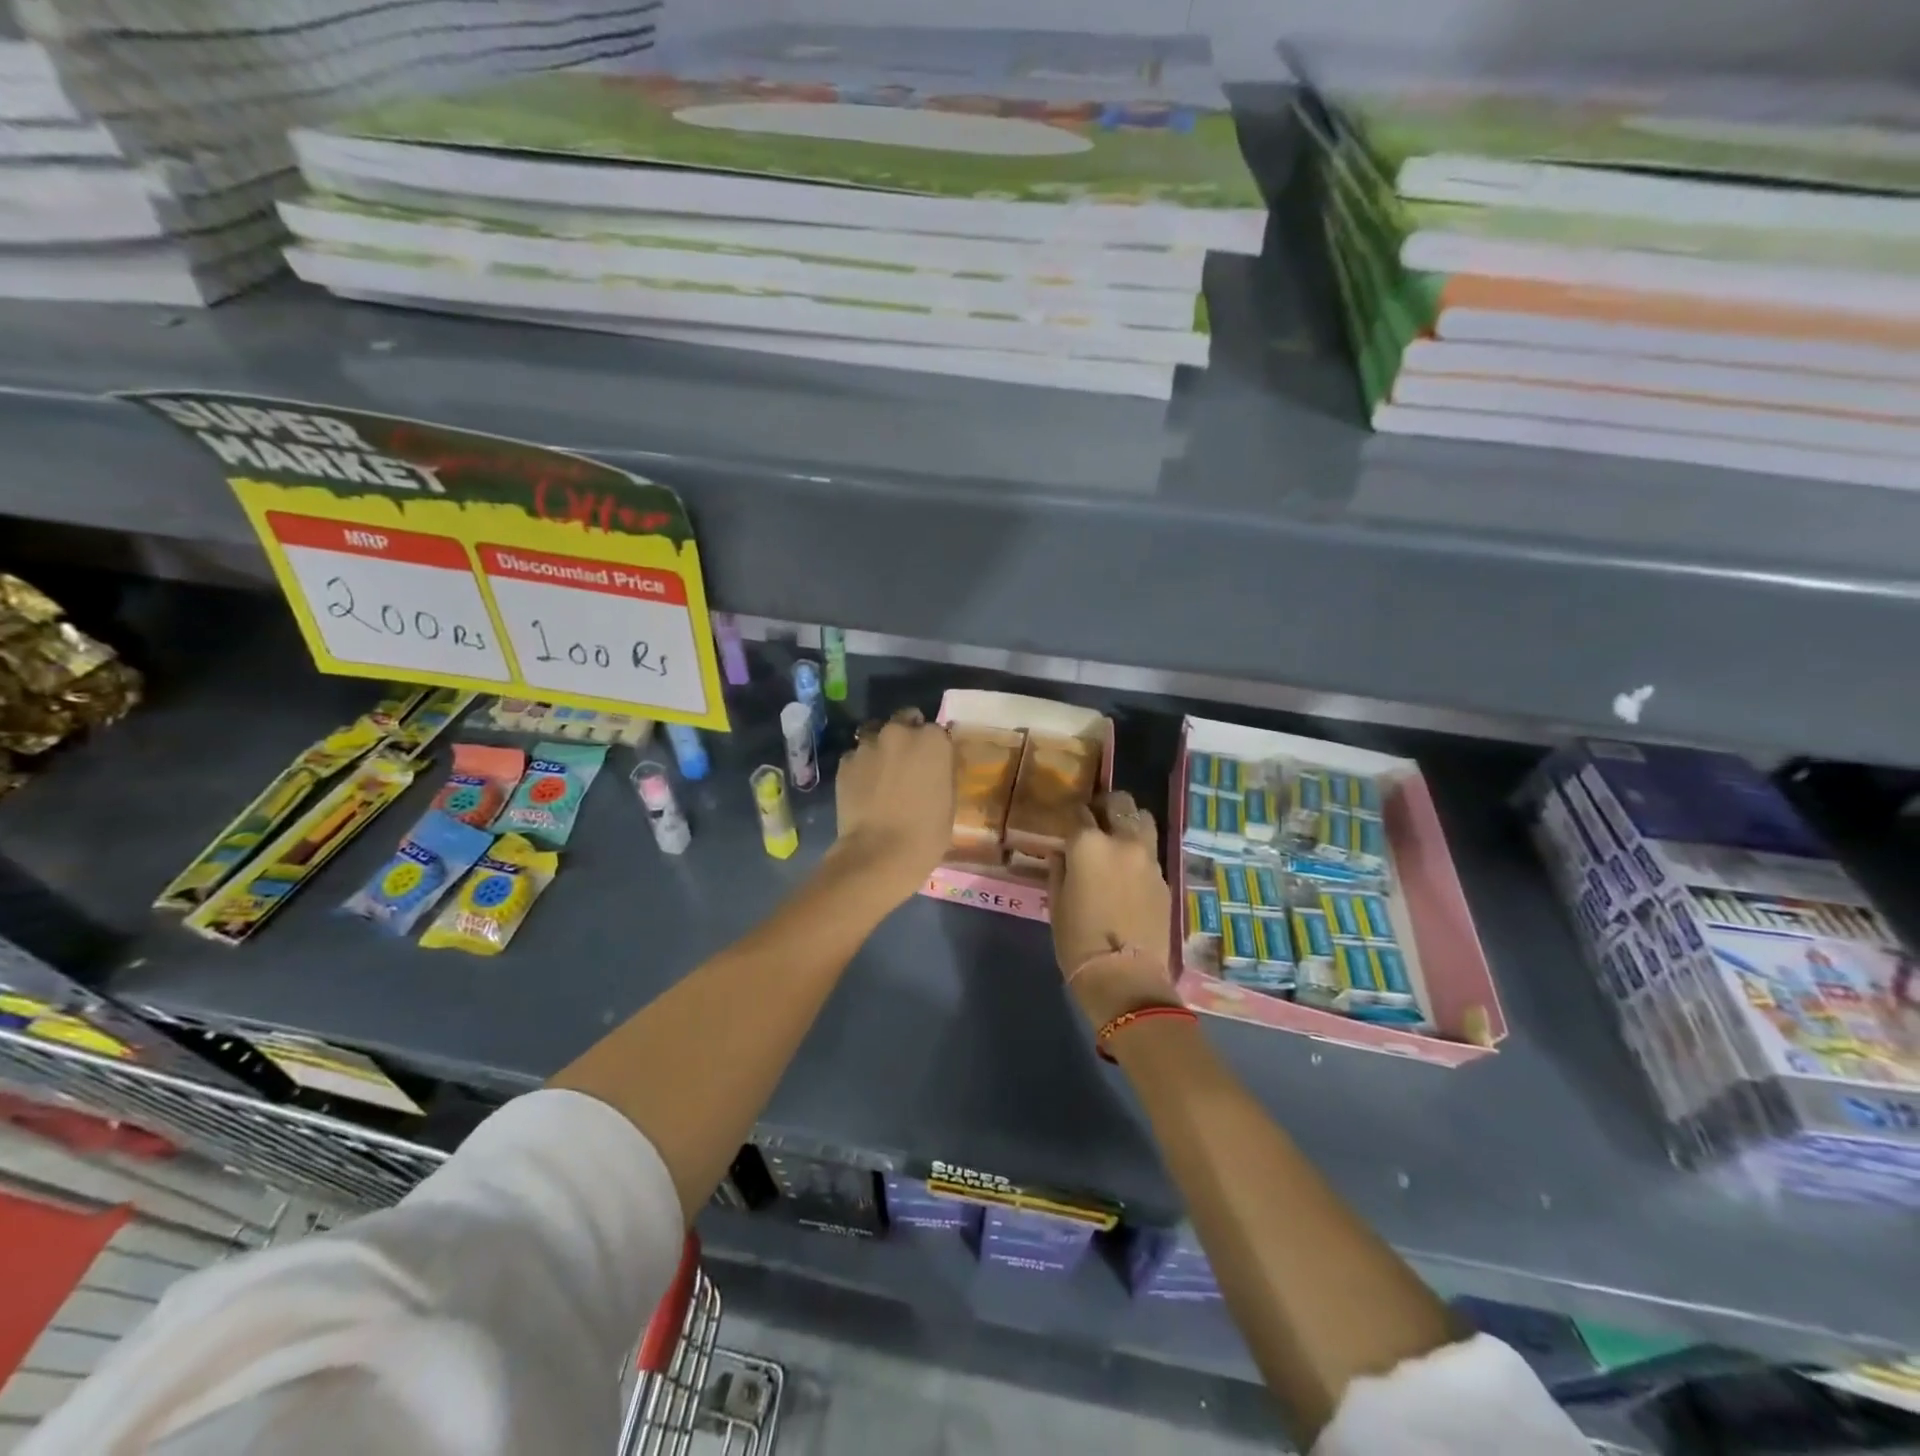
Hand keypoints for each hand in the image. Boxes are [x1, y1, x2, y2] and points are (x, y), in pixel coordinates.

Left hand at [830, 708, 955, 907]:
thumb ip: (943, 772)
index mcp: (932, 739)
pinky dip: (861, 766)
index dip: (934, 747)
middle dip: (906, 735)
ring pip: (875, 735)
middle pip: (904, 720)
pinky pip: (856, 756)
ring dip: (881, 748)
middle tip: (907, 763)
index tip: (933, 763)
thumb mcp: (949, 801)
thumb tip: (938, 765)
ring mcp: (868, 745)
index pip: (936, 730)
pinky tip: (863, 788)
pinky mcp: (845, 762)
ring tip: (881, 774)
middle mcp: (899, 732)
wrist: (879, 853)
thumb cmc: (926, 833)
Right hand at [1050, 791, 1176, 1027]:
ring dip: (1129, 822)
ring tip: (1118, 838)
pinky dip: (1139, 852)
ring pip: (1143, 819)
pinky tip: (1130, 871)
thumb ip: (1059, 869)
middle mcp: (1122, 842)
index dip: (1072, 817)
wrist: (1125, 976)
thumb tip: (1062, 854)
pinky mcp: (1165, 878)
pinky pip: (1151, 852)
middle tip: (1096, 819)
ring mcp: (1148, 859)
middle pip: (1120, 803)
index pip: (1079, 812)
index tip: (1067, 824)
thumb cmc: (1078, 942)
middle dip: (1106, 806)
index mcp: (1088, 844)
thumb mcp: (1056, 903)